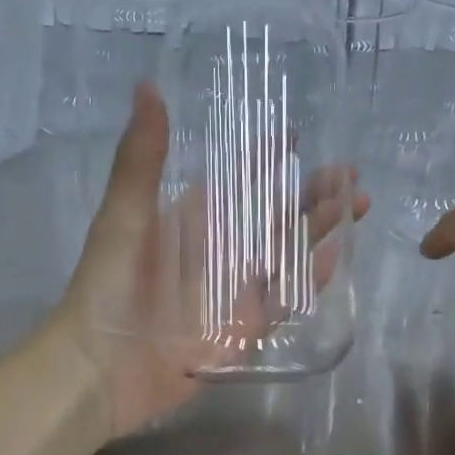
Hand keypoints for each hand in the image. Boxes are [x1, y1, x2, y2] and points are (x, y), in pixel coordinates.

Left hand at [52, 83, 368, 439]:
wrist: (98, 368)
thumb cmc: (107, 286)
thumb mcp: (125, 215)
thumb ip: (141, 158)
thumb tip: (147, 86)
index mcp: (191, 221)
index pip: (238, 182)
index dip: (265, 158)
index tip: (295, 133)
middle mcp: (218, 252)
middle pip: (274, 217)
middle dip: (312, 193)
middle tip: (349, 171)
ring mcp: (234, 292)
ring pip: (287, 254)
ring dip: (320, 229)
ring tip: (356, 203)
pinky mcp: (243, 330)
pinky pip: (284, 301)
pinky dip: (311, 280)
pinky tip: (337, 257)